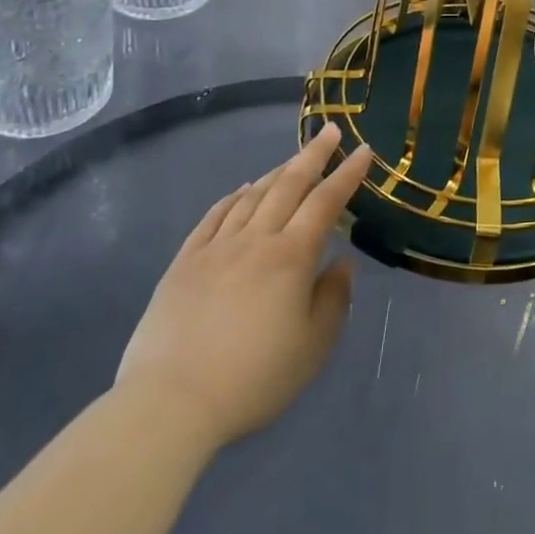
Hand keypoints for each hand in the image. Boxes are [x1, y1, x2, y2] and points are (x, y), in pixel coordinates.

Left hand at [115, 125, 369, 450]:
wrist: (171, 402)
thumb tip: (342, 263)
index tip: (364, 150)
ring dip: (276, 173)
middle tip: (329, 131)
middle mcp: (256, 239)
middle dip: (313, 155)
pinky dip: (232, 198)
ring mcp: (216, 248)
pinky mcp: (184, 263)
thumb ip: (333, 299)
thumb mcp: (313, 347)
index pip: (326, 202)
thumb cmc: (253, 378)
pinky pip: (213, 217)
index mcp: (292, 256)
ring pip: (251, 196)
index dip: (347, 174)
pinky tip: (240, 191)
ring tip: (291, 161)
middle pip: (288, 185)